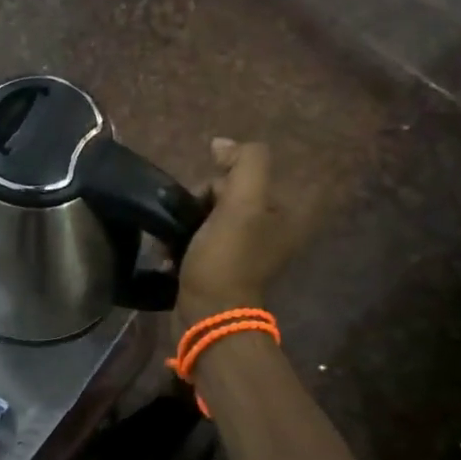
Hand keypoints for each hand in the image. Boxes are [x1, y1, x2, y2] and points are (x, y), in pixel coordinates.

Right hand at [177, 139, 318, 326]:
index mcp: (287, 212)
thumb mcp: (242, 204)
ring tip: (176, 235)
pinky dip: (185, 237)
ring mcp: (248, 248)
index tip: (212, 196)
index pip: (251, 170)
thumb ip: (244, 163)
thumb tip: (222, 144)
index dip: (226, 175)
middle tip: (193, 219)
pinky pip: (202, 234)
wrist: (208, 314)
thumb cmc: (227, 258)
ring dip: (188, 218)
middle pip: (229, 190)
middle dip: (203, 198)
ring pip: (211, 211)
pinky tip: (173, 249)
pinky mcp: (224, 263)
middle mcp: (273, 228)